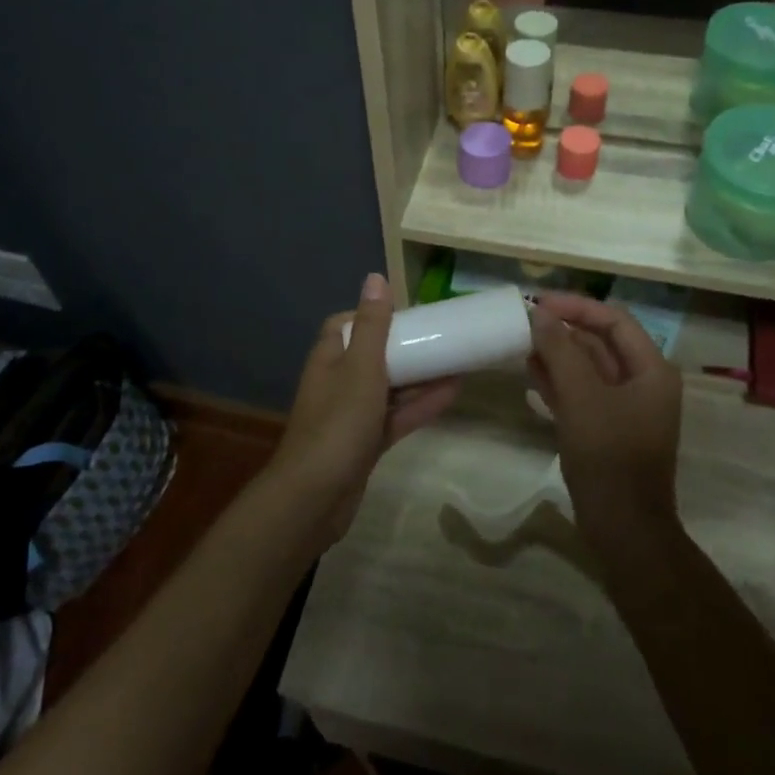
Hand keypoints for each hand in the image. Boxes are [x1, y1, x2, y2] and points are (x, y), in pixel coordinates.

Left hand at [269, 274, 460, 544]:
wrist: (316, 497)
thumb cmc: (338, 422)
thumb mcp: (361, 367)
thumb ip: (373, 326)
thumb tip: (375, 277)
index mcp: (330, 358)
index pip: (346, 325)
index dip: (372, 316)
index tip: (405, 314)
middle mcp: (338, 382)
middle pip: (373, 356)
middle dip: (405, 347)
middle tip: (441, 337)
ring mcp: (351, 416)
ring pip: (390, 388)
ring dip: (420, 377)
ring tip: (458, 362)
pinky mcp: (366, 444)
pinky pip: (396, 417)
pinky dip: (420, 406)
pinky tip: (452, 394)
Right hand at [527, 293, 681, 542]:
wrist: (623, 527)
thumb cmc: (608, 455)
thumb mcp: (581, 397)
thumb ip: (560, 350)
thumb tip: (538, 313)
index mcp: (651, 369)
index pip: (614, 320)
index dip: (576, 307)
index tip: (538, 303)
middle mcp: (642, 382)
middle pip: (601, 341)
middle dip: (563, 330)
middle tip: (524, 321)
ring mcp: (625, 408)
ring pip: (588, 367)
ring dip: (557, 353)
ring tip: (520, 342)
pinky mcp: (606, 428)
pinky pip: (581, 392)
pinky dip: (558, 380)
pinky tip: (529, 372)